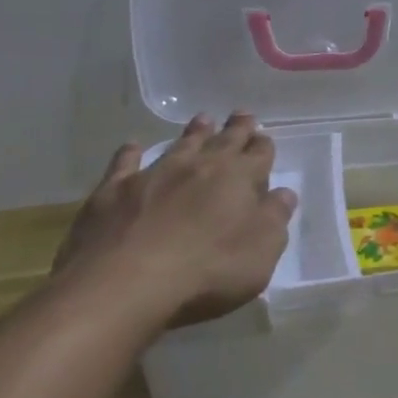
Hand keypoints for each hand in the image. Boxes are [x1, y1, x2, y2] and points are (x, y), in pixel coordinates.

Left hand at [52, 113, 297, 331]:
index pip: (258, 154)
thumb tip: (284, 194)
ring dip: (194, 132)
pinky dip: (131, 153)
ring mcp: (154, 174)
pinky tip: (133, 147)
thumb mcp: (261, 251)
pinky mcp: (114, 191)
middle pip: (223, 141)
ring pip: (180, 145)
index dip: (264, 146)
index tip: (265, 138)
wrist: (125, 284)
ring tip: (203, 120)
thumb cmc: (208, 270)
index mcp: (239, 178)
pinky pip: (125, 163)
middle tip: (242, 114)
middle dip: (236, 128)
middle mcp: (199, 166)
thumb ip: (275, 218)